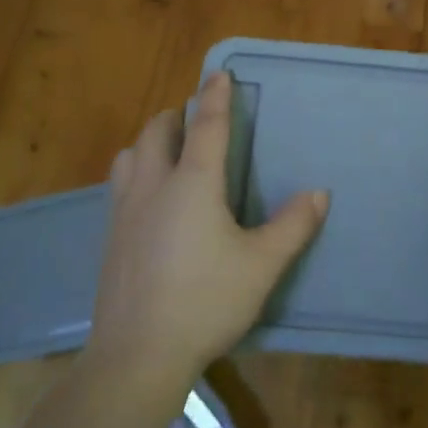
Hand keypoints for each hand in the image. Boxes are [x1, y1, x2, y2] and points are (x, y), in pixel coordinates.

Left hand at [88, 72, 328, 391]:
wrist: (138, 355)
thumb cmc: (206, 301)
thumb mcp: (262, 265)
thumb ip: (292, 225)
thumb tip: (318, 193)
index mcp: (193, 183)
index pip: (206, 125)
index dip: (215, 96)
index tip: (218, 72)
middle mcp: (154, 186)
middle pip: (157, 131)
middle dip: (177, 114)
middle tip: (195, 118)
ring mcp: (124, 211)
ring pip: (130, 155)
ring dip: (151, 141)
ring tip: (170, 152)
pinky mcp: (109, 237)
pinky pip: (120, 184)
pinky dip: (136, 170)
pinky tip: (150, 198)